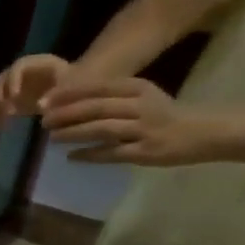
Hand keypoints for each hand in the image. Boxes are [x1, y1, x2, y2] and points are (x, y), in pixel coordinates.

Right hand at [0, 53, 69, 127]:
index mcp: (35, 64)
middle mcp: (20, 73)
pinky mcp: (11, 99)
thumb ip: (57, 93)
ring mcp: (13, 86)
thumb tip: (40, 105)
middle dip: (0, 95)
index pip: (18, 67)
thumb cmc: (74, 85)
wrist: (72, 90)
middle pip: (2, 80)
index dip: (13, 80)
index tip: (14, 97)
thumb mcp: (69, 85)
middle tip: (6, 112)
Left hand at [38, 77, 223, 165]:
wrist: (201, 132)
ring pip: (101, 129)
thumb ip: (111, 96)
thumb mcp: (140, 96)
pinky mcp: (144, 152)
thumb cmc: (163, 115)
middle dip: (65, 114)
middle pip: (96, 108)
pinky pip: (111, 153)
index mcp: (137, 88)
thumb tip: (69, 101)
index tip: (45, 100)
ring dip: (73, 133)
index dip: (68, 94)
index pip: (97, 87)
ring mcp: (143, 129)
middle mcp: (140, 106)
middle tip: (43, 121)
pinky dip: (89, 155)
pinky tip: (71, 157)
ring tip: (51, 138)